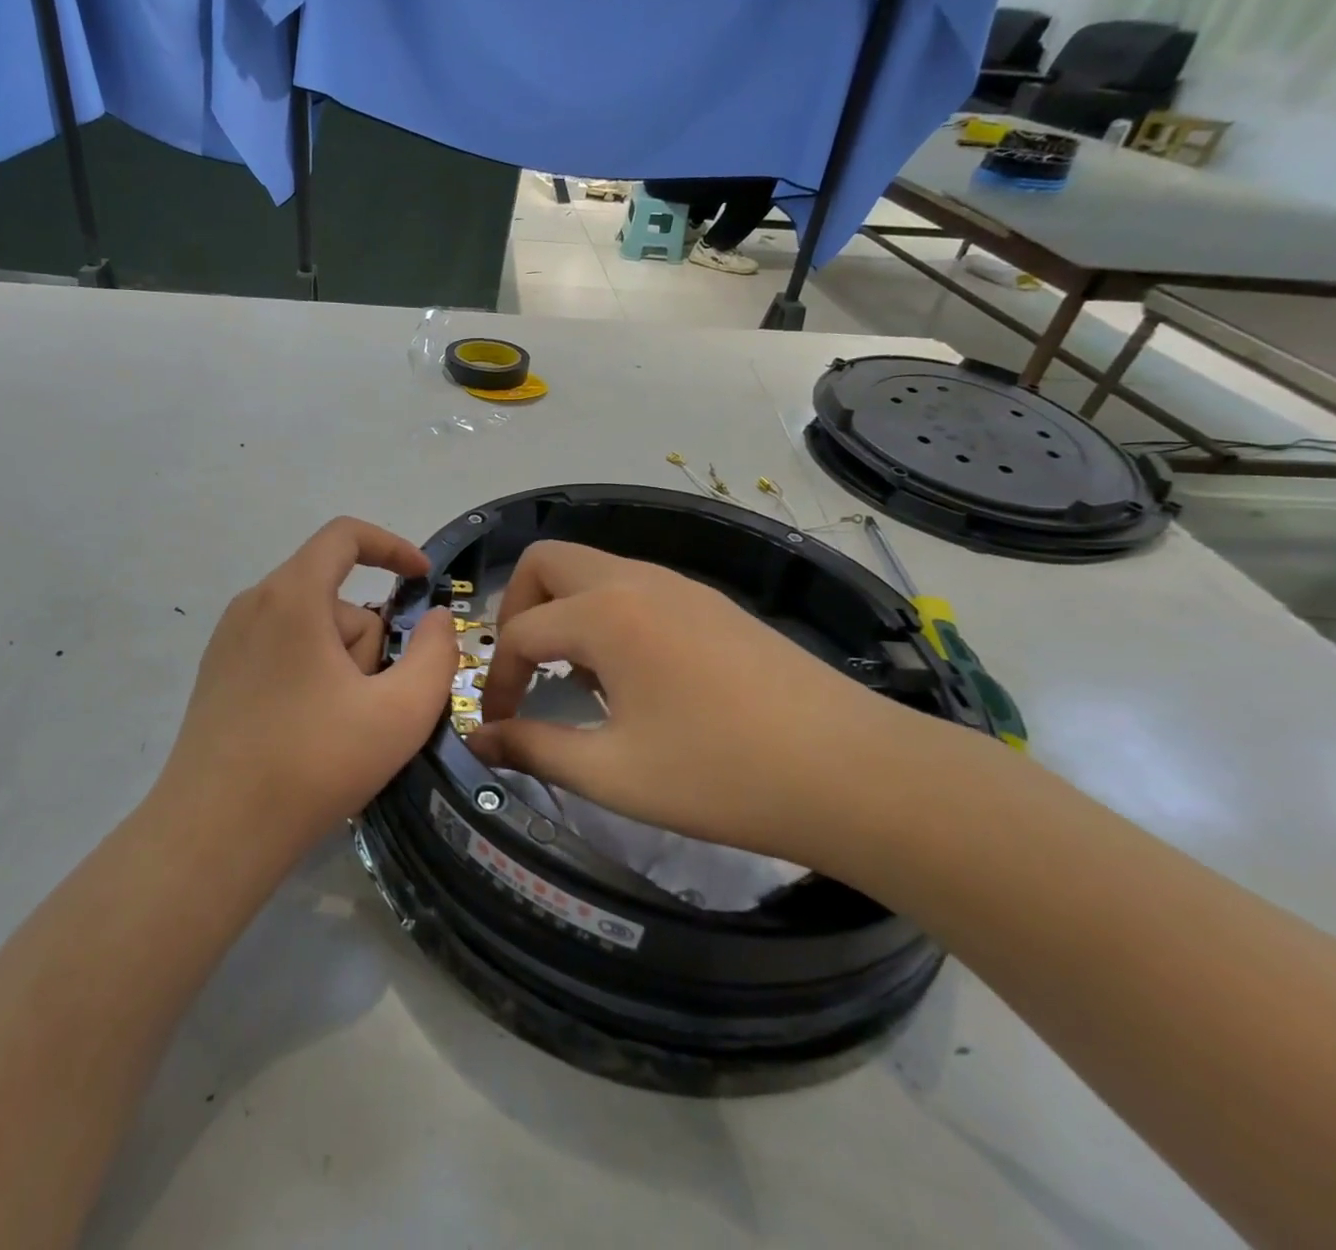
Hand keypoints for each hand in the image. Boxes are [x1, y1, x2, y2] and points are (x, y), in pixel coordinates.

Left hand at [156, 517, 458, 865]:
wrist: (215, 833)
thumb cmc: (314, 763)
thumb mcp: (400, 712)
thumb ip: (436, 654)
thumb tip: (436, 619)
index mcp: (292, 596)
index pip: (344, 535)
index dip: (392, 547)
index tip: (423, 579)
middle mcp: (253, 604)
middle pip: (335, 598)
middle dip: (368, 644)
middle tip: (370, 706)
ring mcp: (229, 641)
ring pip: (311, 630)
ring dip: (341, 667)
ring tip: (337, 729)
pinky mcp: (218, 675)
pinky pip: (283, 653)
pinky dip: (311, 678)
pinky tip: (308, 734)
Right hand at [468, 541, 939, 868]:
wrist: (855, 773)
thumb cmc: (721, 774)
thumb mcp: (613, 773)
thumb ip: (534, 749)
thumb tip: (481, 741)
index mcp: (605, 613)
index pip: (520, 632)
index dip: (498, 680)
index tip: (498, 726)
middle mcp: (636, 579)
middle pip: (547, 562)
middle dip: (518, 609)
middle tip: (526, 669)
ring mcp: (680, 585)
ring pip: (593, 568)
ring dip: (565, 610)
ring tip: (579, 680)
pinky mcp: (712, 602)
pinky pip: (634, 586)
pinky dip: (607, 614)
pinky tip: (634, 676)